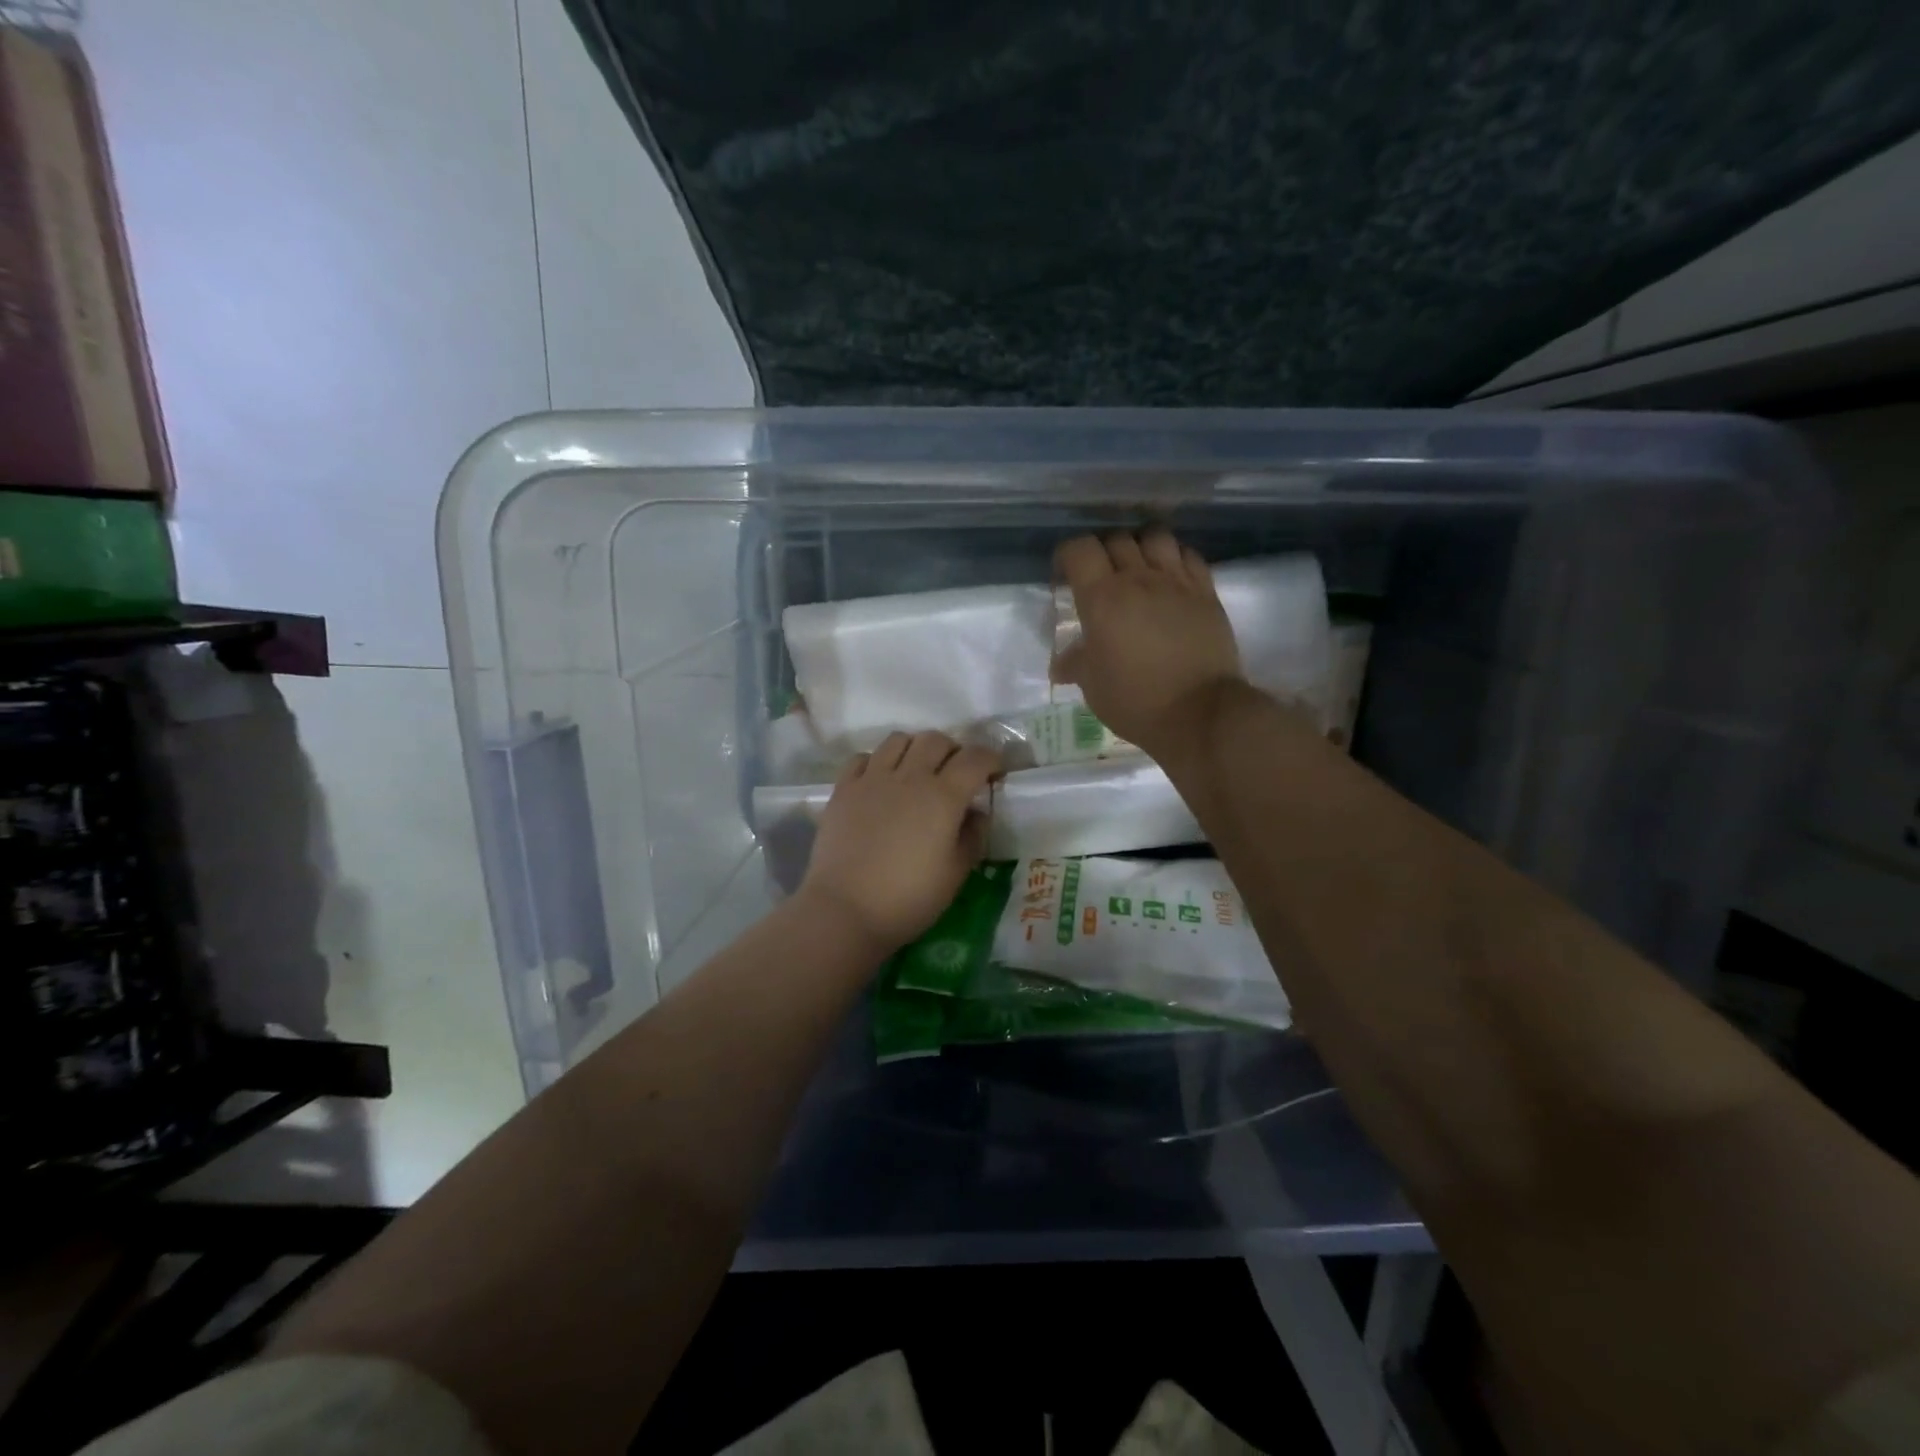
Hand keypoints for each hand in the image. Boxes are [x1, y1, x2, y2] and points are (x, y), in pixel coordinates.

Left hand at [799, 731, 1001, 952]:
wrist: (845, 910)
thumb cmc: (909, 898)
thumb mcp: (955, 874)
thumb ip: (972, 837)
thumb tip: (976, 813)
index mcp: (943, 796)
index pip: (974, 758)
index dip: (990, 758)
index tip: (996, 770)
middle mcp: (909, 777)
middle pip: (936, 740)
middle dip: (953, 750)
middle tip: (956, 773)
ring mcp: (872, 779)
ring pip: (898, 740)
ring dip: (915, 749)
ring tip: (917, 771)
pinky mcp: (843, 789)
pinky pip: (863, 757)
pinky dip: (877, 762)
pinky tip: (880, 782)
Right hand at [1053, 529, 1242, 758]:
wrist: (1199, 713)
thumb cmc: (1135, 701)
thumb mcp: (1093, 686)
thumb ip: (1076, 664)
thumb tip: (1061, 664)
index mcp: (1102, 598)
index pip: (1079, 550)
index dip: (1068, 556)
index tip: (1065, 576)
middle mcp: (1139, 579)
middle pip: (1116, 539)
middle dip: (1102, 552)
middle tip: (1100, 577)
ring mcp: (1177, 582)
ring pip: (1155, 537)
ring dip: (1141, 546)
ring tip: (1138, 569)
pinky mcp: (1206, 592)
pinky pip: (1189, 555)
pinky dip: (1175, 558)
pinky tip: (1170, 578)